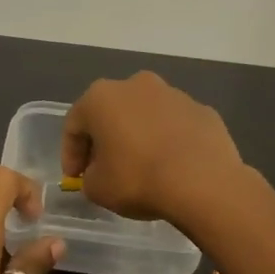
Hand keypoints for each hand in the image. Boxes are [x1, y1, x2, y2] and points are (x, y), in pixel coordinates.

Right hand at [60, 72, 243, 224]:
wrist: (203, 182)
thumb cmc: (138, 179)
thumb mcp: (97, 188)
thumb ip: (89, 177)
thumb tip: (99, 173)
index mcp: (101, 97)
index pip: (74, 125)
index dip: (71, 154)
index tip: (75, 178)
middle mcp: (136, 85)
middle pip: (111, 113)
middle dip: (105, 140)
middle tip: (105, 169)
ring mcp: (173, 94)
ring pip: (145, 116)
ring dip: (138, 137)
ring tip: (142, 168)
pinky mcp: (202, 110)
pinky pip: (175, 126)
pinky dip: (168, 141)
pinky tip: (172, 166)